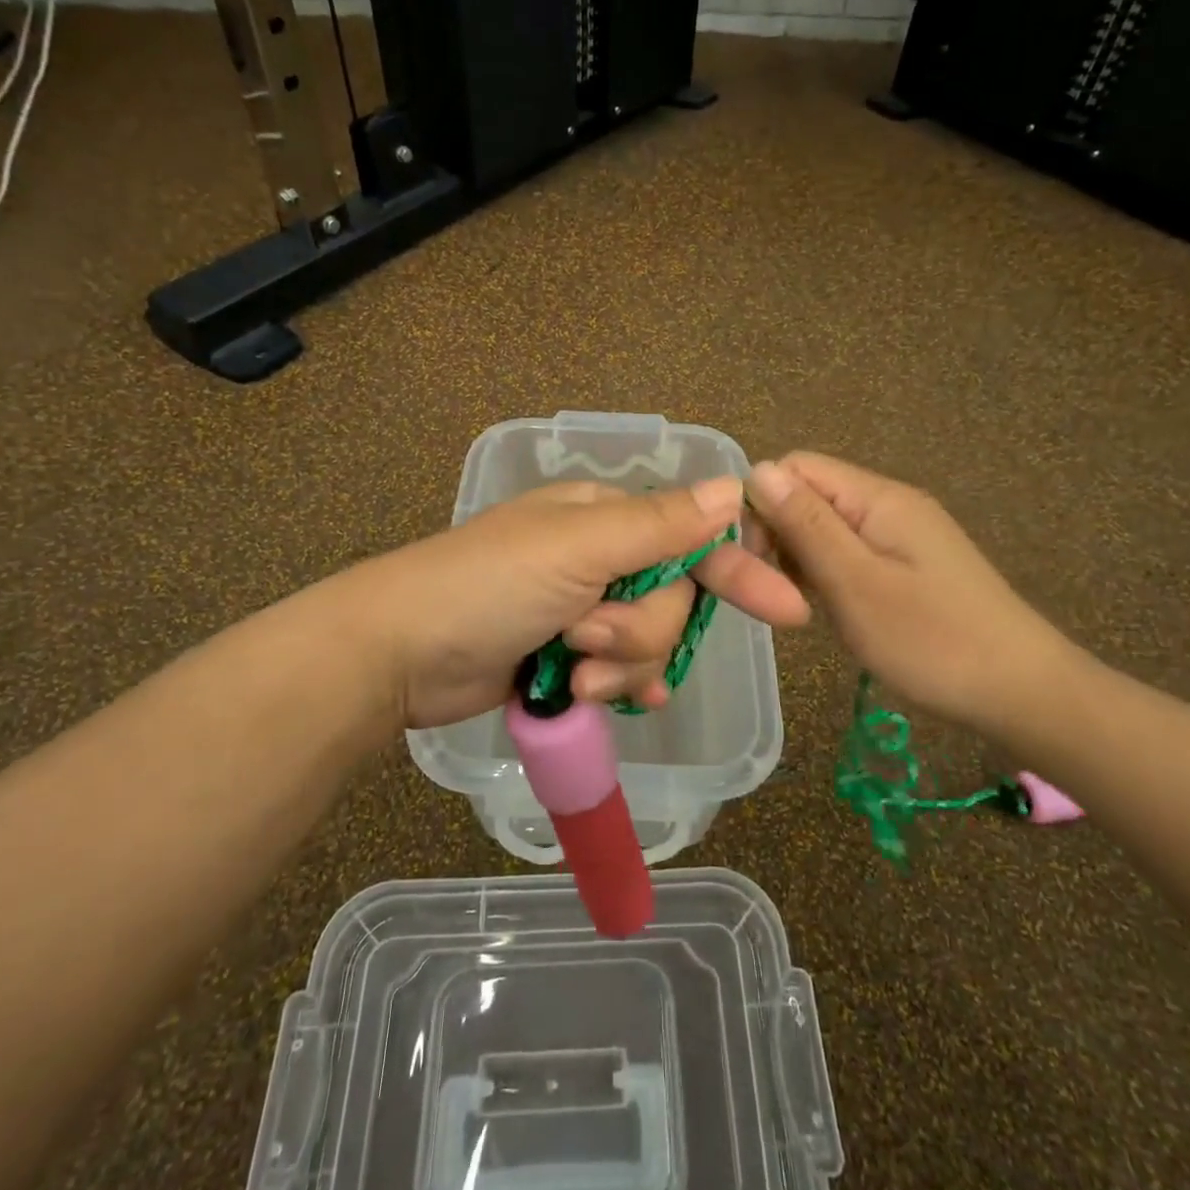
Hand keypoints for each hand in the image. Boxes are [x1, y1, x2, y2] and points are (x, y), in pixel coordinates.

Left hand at [330, 477, 809, 731]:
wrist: (399, 654)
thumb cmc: (489, 586)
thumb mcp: (578, 547)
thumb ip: (659, 524)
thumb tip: (735, 487)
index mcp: (604, 517)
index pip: (692, 537)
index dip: (739, 570)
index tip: (789, 610)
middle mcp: (599, 557)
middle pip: (672, 600)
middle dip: (639, 630)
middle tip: (585, 639)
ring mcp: (581, 608)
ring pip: (648, 642)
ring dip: (620, 665)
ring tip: (570, 674)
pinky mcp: (564, 655)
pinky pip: (623, 673)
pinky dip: (623, 688)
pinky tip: (616, 702)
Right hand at [743, 452, 1081, 733]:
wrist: (1024, 693)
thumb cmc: (933, 640)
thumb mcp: (855, 583)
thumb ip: (805, 524)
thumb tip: (756, 470)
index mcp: (877, 497)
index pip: (794, 468)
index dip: (762, 504)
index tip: (756, 559)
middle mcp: (889, 503)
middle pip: (809, 494)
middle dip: (779, 534)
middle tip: (777, 592)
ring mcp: (902, 534)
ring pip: (826, 526)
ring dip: (801, 558)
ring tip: (802, 606)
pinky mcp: (910, 564)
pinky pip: (850, 551)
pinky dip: (828, 573)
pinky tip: (830, 608)